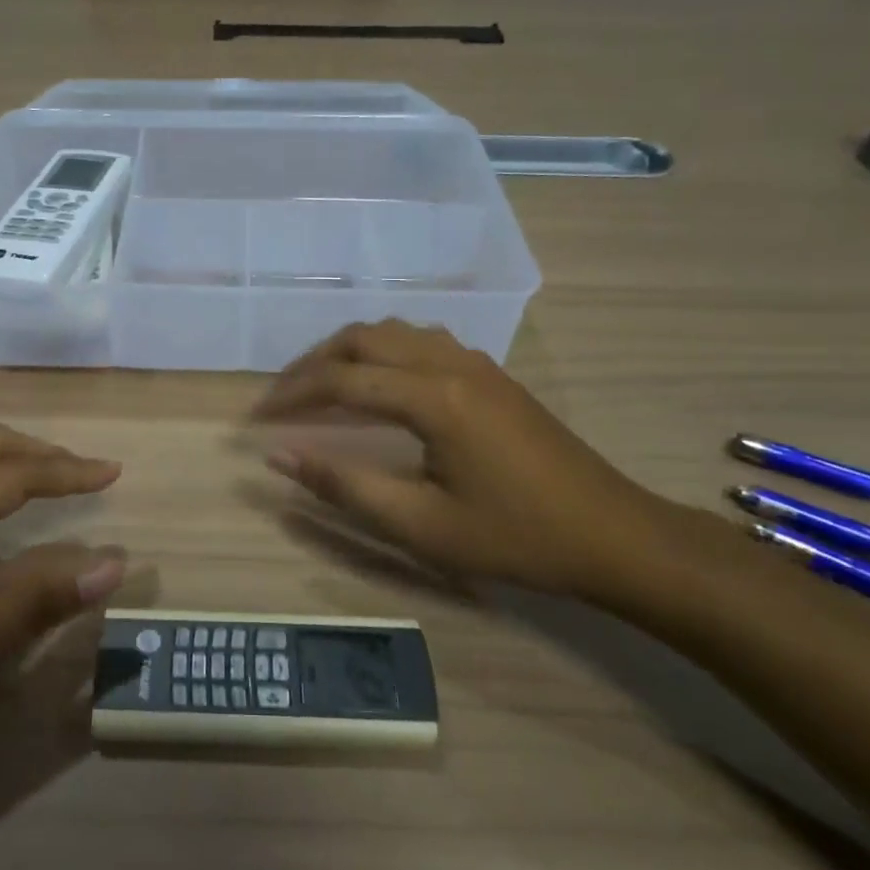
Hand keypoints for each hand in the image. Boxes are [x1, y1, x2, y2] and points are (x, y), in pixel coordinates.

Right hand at [253, 320, 701, 604]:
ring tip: (320, 387)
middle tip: (281, 398)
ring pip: (393, 332)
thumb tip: (279, 457)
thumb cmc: (515, 538)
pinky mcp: (491, 374)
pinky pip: (421, 341)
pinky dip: (382, 352)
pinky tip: (377, 384)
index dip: (291, 395)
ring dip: (348, 351)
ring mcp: (475, 363)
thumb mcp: (421, 525)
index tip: (255, 418)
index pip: (341, 380)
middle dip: (313, 363)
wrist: (613, 535)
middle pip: (362, 338)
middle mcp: (450, 363)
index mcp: (433, 398)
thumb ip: (344, 487)